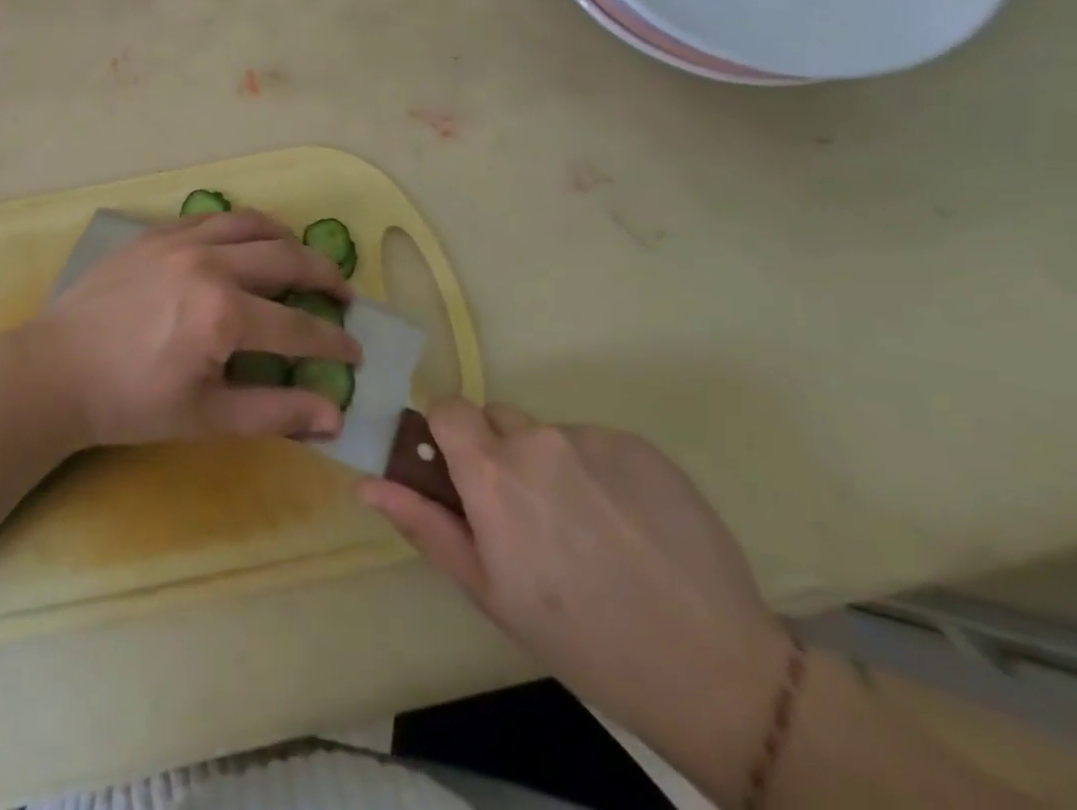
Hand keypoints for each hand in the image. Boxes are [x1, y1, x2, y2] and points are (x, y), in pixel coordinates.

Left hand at [16, 210, 359, 448]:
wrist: (57, 370)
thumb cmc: (131, 402)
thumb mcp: (206, 417)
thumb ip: (274, 411)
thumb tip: (334, 414)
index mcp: (225, 314)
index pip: (299, 327)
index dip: (334, 342)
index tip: (356, 351)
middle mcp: (209, 264)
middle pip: (286, 258)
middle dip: (325, 276)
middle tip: (343, 295)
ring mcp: (180, 241)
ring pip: (251, 223)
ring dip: (286, 240)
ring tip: (300, 259)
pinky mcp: (154, 233)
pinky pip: (211, 217)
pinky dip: (240, 227)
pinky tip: (243, 244)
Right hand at [359, 401, 791, 800]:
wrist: (712, 669)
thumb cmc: (579, 637)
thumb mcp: (488, 590)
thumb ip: (423, 523)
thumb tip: (365, 481)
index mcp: (492, 473)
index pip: (448, 407)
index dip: (450, 435)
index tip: (464, 476)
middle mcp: (537, 439)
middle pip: (498, 419)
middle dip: (501, 453)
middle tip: (531, 518)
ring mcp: (593, 438)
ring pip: (548, 434)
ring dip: (552, 465)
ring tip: (589, 530)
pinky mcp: (641, 446)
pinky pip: (596, 444)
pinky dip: (599, 472)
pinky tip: (627, 525)